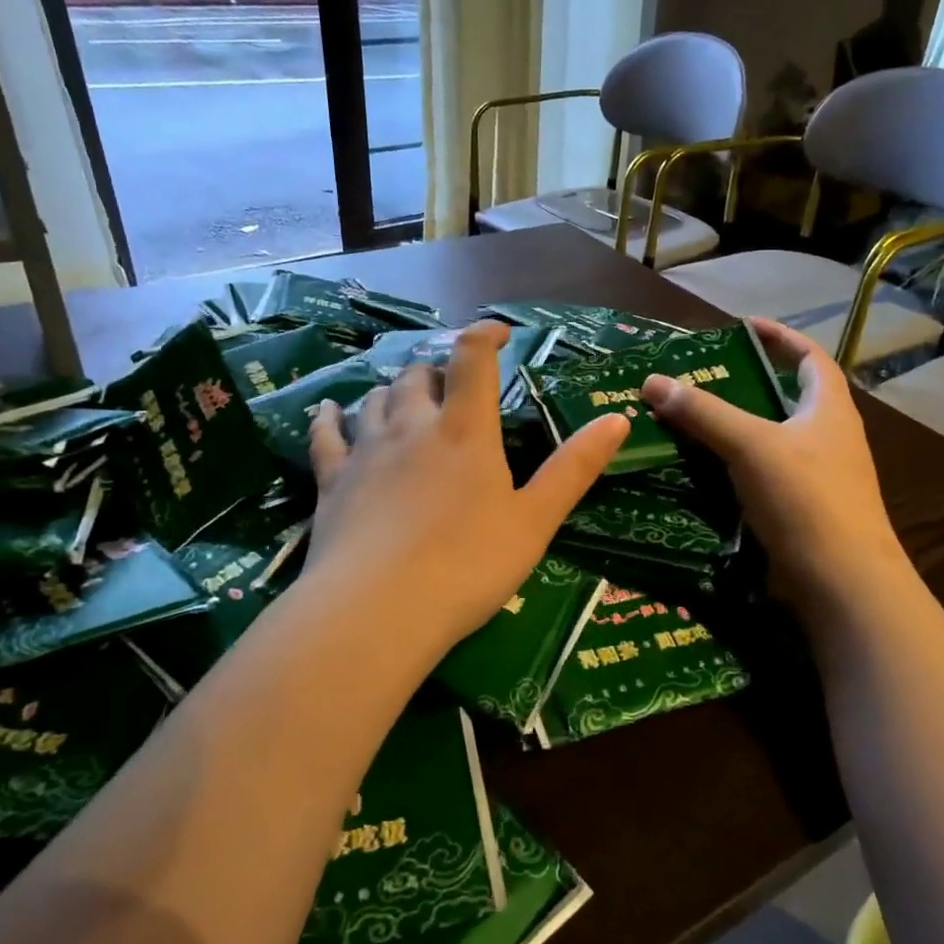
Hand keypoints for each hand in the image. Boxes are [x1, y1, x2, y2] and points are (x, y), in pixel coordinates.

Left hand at [304, 321, 628, 664]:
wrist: (380, 610)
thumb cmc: (469, 565)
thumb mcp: (535, 520)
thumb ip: (575, 467)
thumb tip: (617, 418)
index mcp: (464, 430)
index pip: (472, 359)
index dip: (485, 335)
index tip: (500, 333)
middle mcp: (412, 426)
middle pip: (419, 375)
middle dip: (439, 370)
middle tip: (454, 386)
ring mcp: (367, 451)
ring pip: (376, 398)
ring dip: (395, 390)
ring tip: (407, 398)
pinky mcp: (332, 481)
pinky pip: (326, 435)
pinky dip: (330, 417)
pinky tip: (329, 409)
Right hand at [640, 318, 904, 622]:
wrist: (841, 583)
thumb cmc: (806, 500)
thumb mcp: (751, 446)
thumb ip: (703, 413)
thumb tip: (653, 382)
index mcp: (829, 409)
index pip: (810, 357)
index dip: (781, 337)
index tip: (743, 327)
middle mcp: (829, 438)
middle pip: (788, 399)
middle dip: (747, 386)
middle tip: (701, 381)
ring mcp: (819, 478)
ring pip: (772, 441)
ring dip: (737, 430)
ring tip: (692, 424)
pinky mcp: (803, 512)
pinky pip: (764, 477)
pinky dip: (736, 469)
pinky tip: (705, 475)